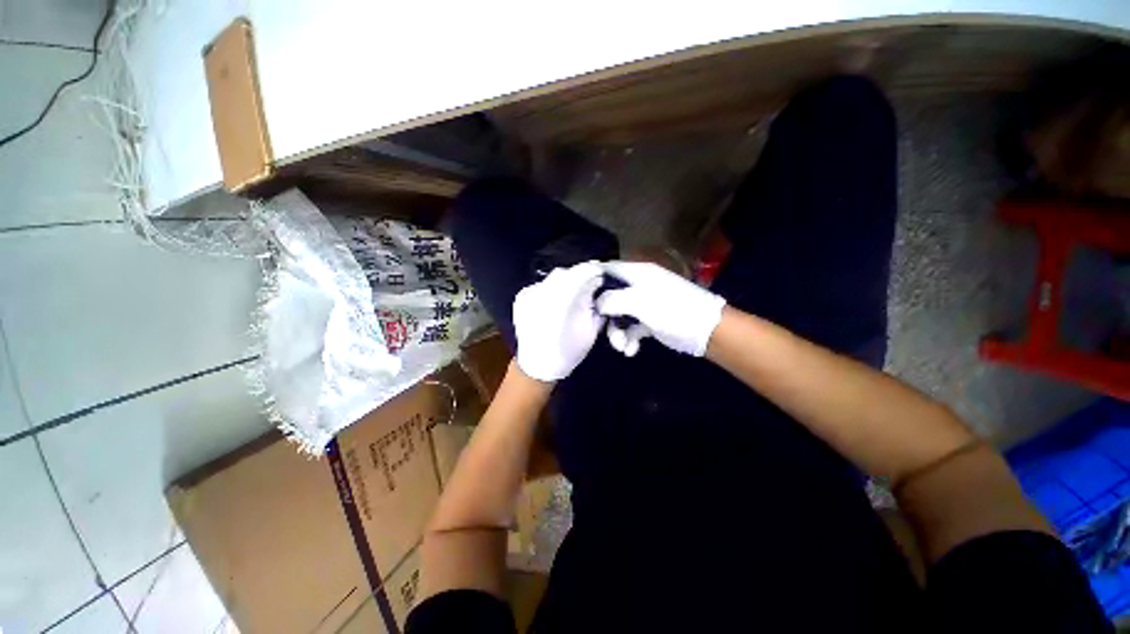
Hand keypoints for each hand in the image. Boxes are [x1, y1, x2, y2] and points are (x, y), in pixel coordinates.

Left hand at [513, 261, 605, 381]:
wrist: (537, 365)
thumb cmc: (568, 351)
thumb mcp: (590, 330)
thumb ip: (596, 305)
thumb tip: (599, 286)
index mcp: (562, 302)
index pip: (581, 273)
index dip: (593, 271)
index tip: (602, 273)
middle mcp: (542, 293)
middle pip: (566, 273)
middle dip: (580, 276)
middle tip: (590, 284)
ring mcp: (528, 294)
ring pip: (553, 278)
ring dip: (566, 281)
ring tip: (573, 294)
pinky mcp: (521, 297)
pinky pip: (542, 284)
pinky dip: (552, 288)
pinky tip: (555, 301)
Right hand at [596, 261, 726, 356]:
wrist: (705, 331)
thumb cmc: (671, 310)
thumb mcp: (638, 302)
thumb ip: (613, 300)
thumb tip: (597, 303)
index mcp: (637, 273)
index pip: (608, 270)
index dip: (594, 283)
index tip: (582, 300)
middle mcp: (639, 285)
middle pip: (611, 296)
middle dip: (606, 317)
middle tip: (605, 331)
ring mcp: (645, 303)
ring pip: (620, 315)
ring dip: (618, 332)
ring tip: (622, 347)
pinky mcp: (650, 319)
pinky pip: (632, 326)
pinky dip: (629, 338)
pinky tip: (631, 350)